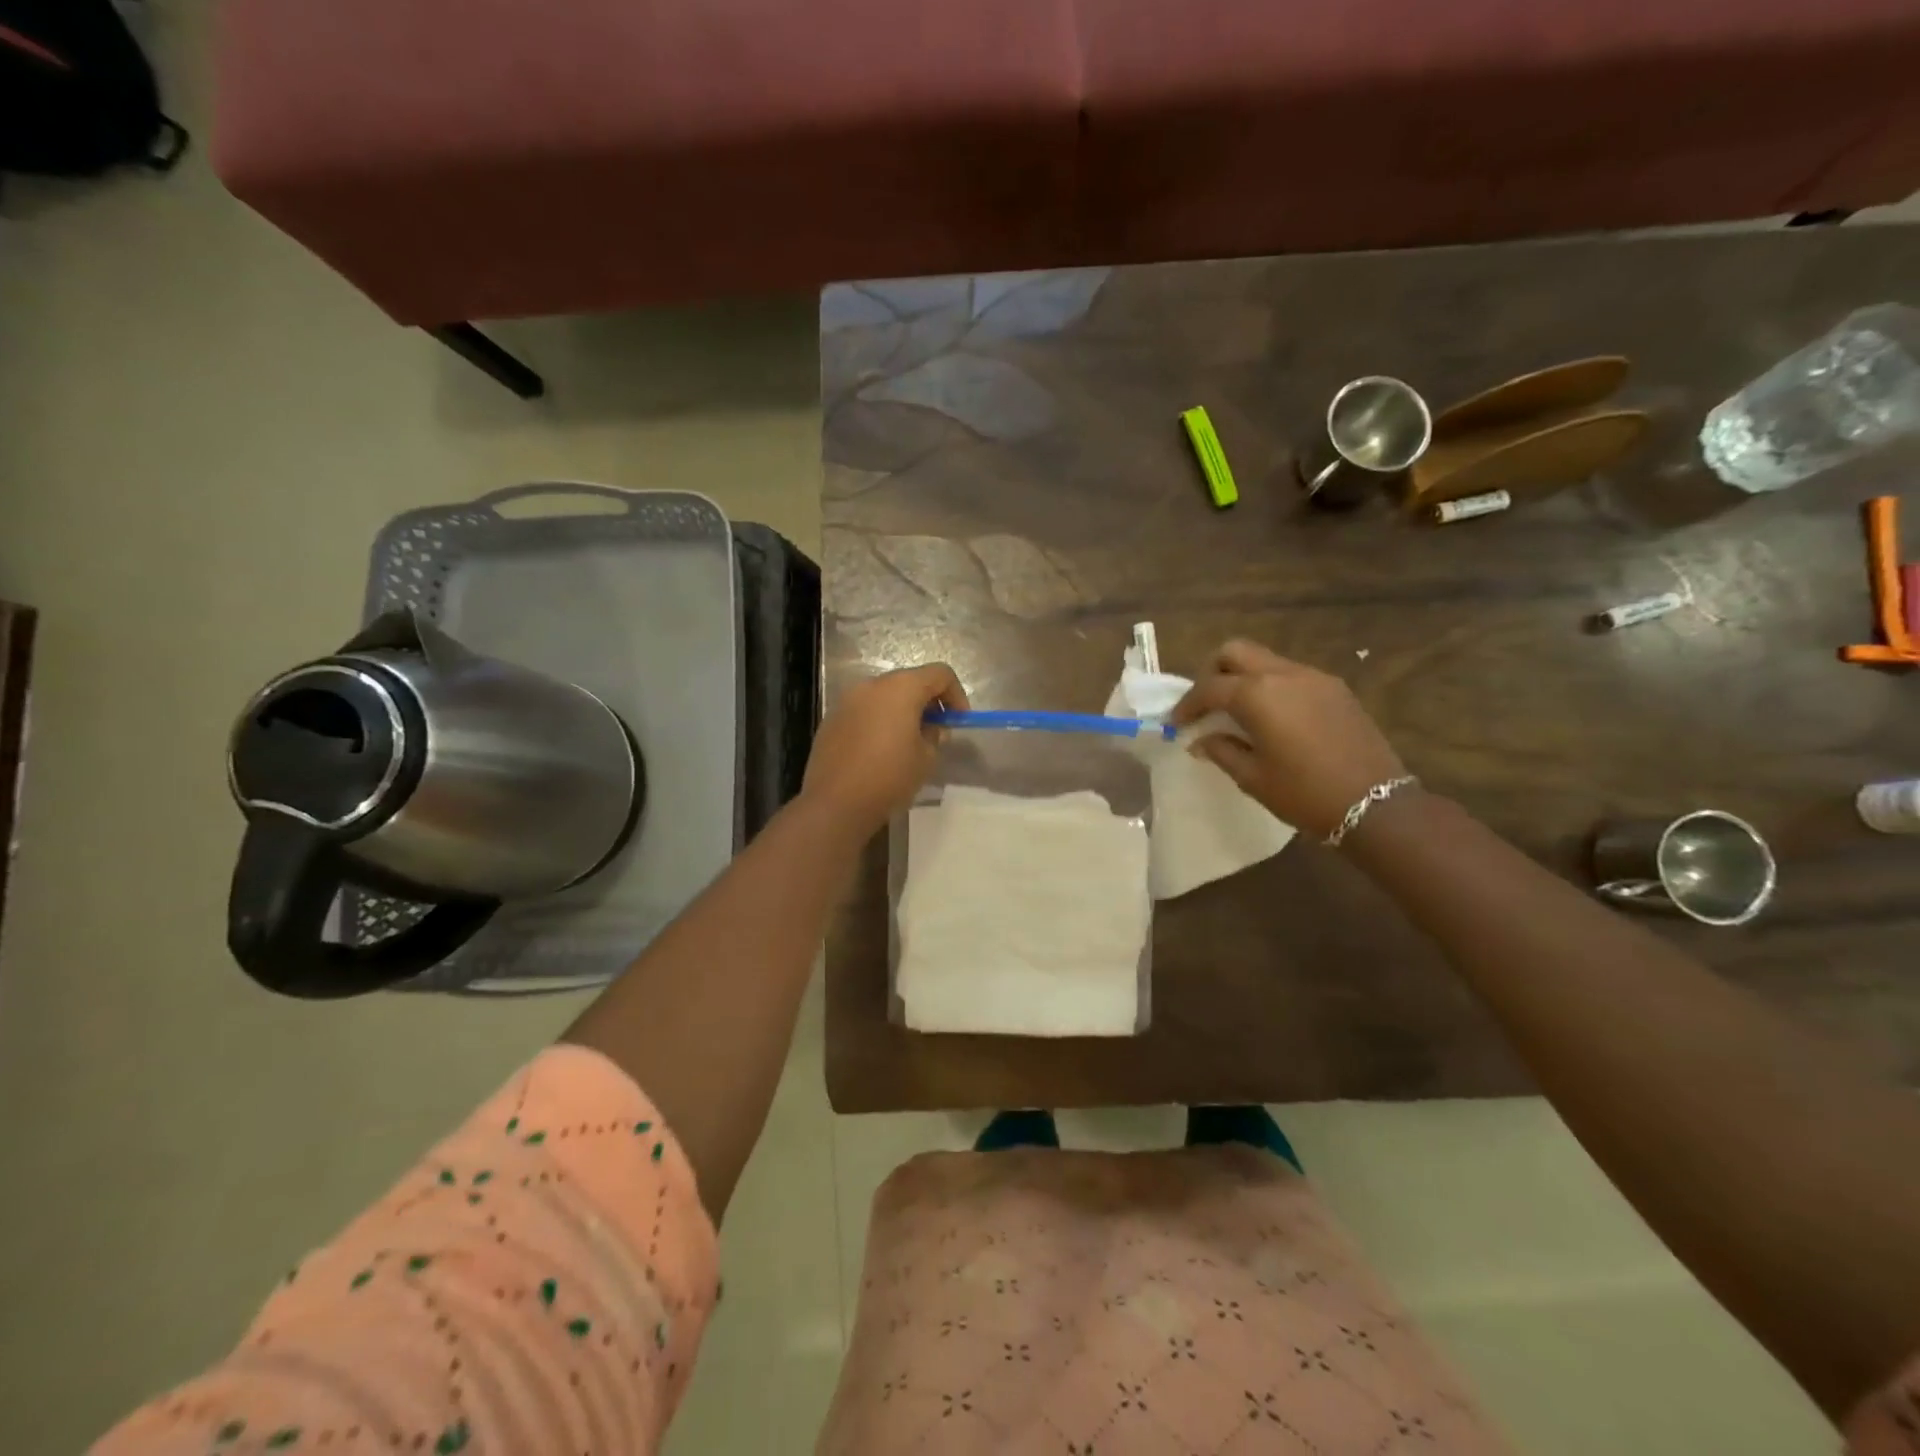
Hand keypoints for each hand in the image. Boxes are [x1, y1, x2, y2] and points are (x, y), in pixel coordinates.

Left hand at [802, 664, 968, 835]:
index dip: (956, 694)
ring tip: (908, 742)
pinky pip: (864, 711)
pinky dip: (879, 721)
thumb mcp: (926, 758)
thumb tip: (931, 728)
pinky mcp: (832, 719)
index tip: (958, 721)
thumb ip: (934, 735)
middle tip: (936, 731)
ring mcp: (847, 700)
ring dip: (902, 711)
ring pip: (884, 696)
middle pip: (909, 681)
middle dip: (928, 702)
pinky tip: (880, 750)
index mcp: (901, 688)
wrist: (835, 803)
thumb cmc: (889, 776)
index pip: (940, 674)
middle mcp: (872, 685)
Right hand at [1171, 640, 1408, 836]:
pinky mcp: (1335, 689)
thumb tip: (1201, 739)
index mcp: (1258, 695)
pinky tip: (1272, 718)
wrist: (1376, 804)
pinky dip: (1271, 687)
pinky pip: (1291, 675)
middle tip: (1206, 704)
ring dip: (1244, 678)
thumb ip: (1221, 750)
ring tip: (1237, 712)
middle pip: (1235, 652)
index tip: (1177, 724)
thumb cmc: (1304, 793)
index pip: (1209, 688)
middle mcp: (1284, 674)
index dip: (1187, 705)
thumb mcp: (1253, 777)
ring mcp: (1314, 678)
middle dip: (1213, 673)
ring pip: (1265, 660)